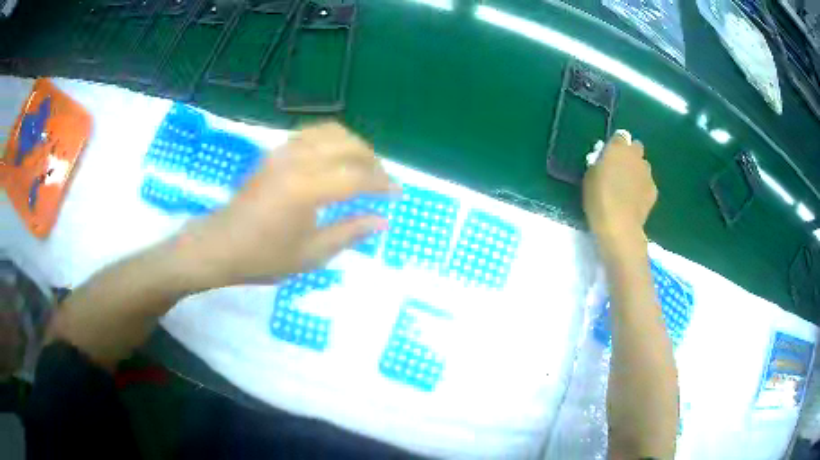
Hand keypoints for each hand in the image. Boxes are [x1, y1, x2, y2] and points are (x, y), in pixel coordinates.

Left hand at [174, 122, 396, 288]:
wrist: (221, 244)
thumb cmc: (264, 256)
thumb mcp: (311, 254)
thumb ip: (349, 233)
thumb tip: (382, 221)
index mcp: (307, 190)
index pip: (357, 177)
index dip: (382, 184)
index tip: (398, 193)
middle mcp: (298, 161)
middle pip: (349, 146)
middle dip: (373, 161)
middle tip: (383, 182)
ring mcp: (284, 152)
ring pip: (332, 133)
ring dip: (355, 145)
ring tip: (364, 166)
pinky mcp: (275, 151)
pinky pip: (313, 133)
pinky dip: (333, 139)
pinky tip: (337, 157)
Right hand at [583, 131, 656, 256]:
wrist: (619, 225)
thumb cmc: (598, 198)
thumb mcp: (590, 177)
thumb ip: (600, 163)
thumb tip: (605, 161)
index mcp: (618, 148)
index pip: (620, 136)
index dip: (615, 145)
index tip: (609, 155)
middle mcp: (636, 155)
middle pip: (636, 147)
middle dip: (630, 154)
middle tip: (620, 169)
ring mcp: (647, 173)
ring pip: (644, 165)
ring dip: (637, 171)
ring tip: (628, 187)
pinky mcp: (654, 190)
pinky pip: (648, 183)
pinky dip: (642, 188)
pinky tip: (634, 200)